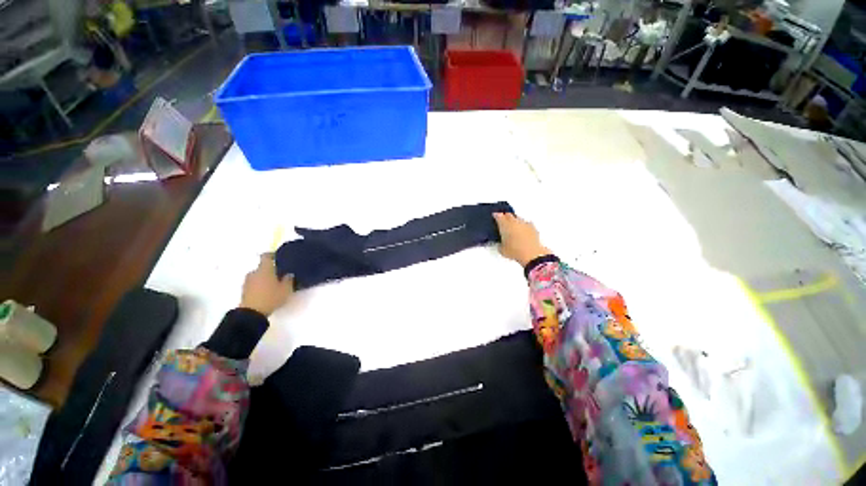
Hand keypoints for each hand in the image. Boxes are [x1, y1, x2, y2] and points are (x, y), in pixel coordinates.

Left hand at [240, 253, 293, 315]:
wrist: (251, 313)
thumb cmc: (270, 297)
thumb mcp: (286, 289)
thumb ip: (288, 280)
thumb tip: (288, 274)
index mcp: (265, 269)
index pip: (266, 256)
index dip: (272, 255)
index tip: (278, 257)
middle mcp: (254, 272)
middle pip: (262, 267)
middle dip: (270, 270)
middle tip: (280, 275)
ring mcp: (247, 282)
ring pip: (258, 276)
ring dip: (264, 278)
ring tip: (274, 285)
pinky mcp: (244, 291)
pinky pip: (254, 284)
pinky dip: (260, 285)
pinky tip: (267, 292)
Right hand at [493, 213, 551, 266]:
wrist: (532, 254)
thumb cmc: (516, 251)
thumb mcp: (502, 250)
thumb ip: (500, 244)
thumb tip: (501, 244)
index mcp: (505, 225)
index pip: (498, 216)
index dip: (496, 215)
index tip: (495, 215)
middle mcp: (514, 222)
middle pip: (509, 215)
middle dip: (505, 216)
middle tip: (503, 220)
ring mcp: (524, 224)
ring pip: (518, 218)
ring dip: (515, 220)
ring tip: (513, 226)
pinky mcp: (533, 228)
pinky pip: (527, 224)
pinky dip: (524, 226)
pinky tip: (523, 230)